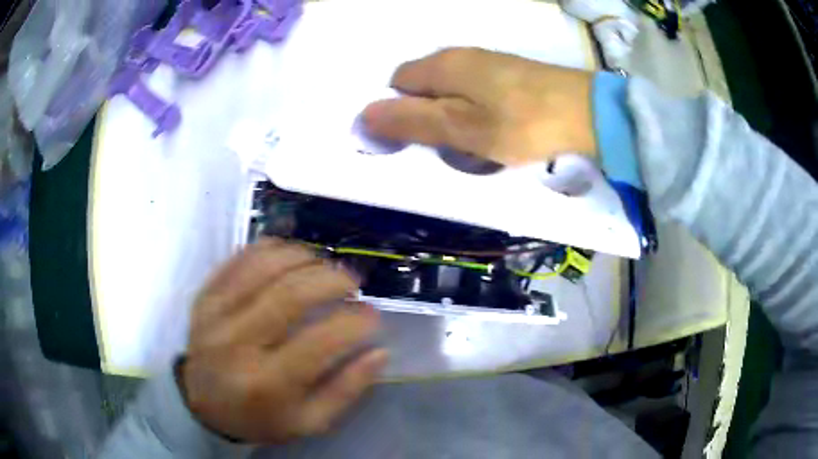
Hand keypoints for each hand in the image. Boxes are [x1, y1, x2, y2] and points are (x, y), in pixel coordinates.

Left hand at [179, 238, 385, 442]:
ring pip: (264, 266)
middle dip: (332, 280)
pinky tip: (292, 255)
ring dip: (305, 257)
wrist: (202, 404)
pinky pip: (240, 258)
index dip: (355, 322)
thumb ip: (346, 390)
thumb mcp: (309, 421)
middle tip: (353, 283)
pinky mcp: (205, 295)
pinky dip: (272, 248)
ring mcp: (215, 313)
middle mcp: (237, 343)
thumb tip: (379, 352)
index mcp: (267, 382)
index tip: (372, 315)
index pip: (319, 342)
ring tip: (325, 265)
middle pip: (290, 294)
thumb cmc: (259, 418)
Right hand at [362, 47, 596, 165]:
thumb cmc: (520, 123)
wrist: (586, 112)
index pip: (398, 83)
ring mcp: (487, 62)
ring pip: (451, 90)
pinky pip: (475, 91)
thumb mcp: (461, 129)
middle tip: (449, 145)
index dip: (398, 110)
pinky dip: (475, 110)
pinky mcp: (509, 72)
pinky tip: (495, 127)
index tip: (417, 140)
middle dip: (427, 114)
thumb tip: (364, 114)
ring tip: (475, 141)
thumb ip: (413, 120)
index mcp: (442, 66)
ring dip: (452, 115)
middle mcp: (460, 56)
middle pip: (424, 85)